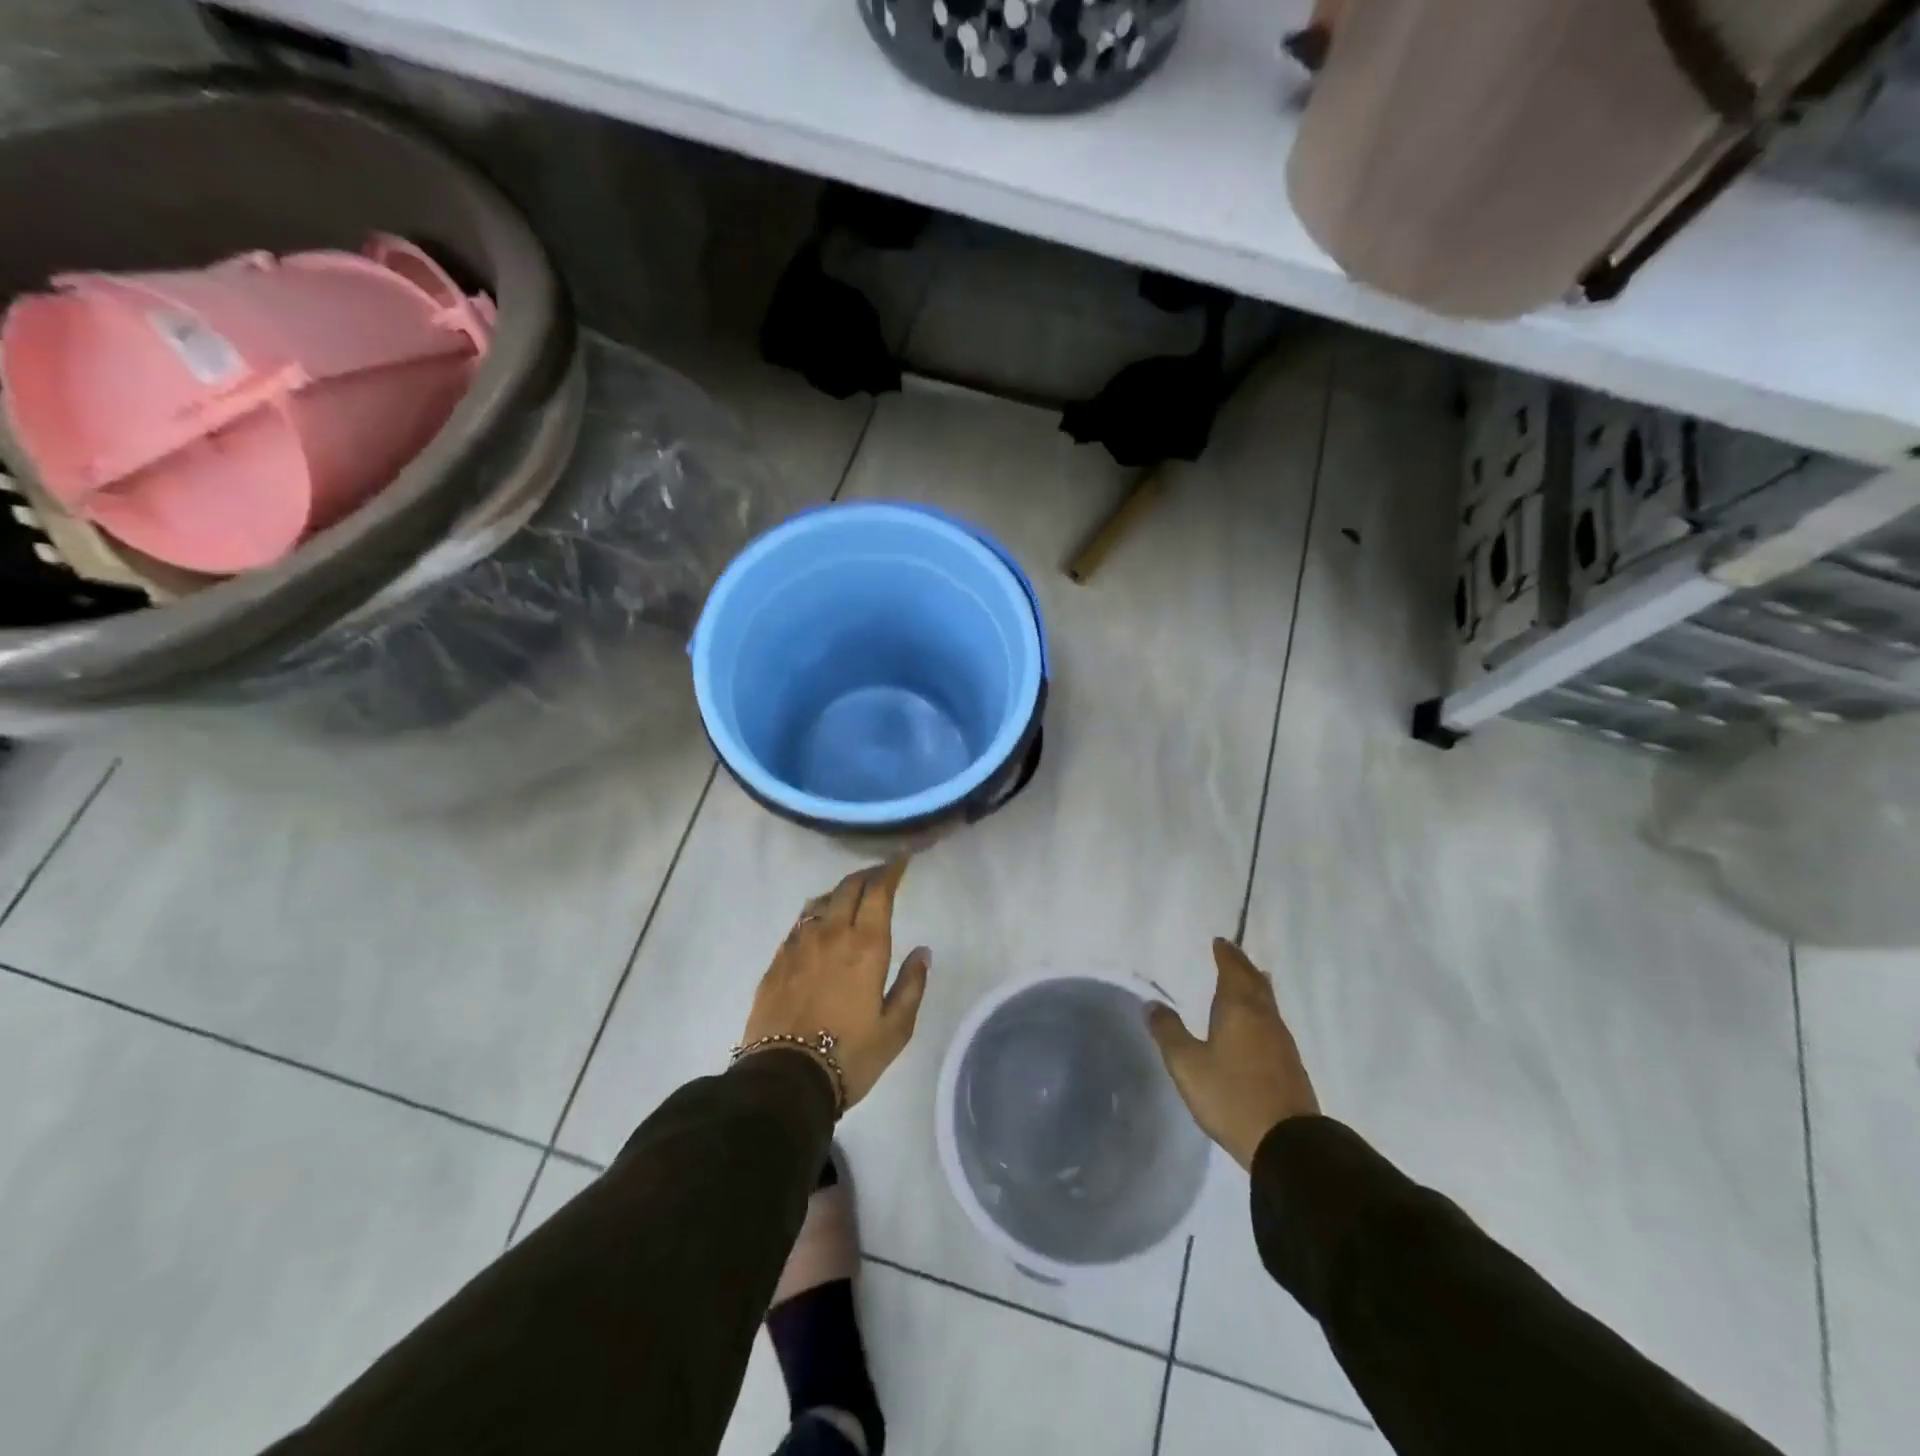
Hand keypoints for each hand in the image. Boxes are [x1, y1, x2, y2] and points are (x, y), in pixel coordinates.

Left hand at [740, 858, 931, 1112]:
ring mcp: (799, 944)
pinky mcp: (777, 960)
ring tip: (852, 894)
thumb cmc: (850, 1056)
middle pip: (849, 887)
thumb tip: (922, 951)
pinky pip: (800, 922)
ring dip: (841, 890)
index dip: (891, 870)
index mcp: (865, 946)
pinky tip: (820, 922)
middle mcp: (831, 934)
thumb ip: (912, 985)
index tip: (902, 858)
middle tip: (881, 873)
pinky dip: (817, 912)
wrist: (784, 1079)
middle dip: (868, 874)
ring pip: (822, 900)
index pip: (879, 892)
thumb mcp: (896, 1028)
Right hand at [1147, 938, 1319, 1168]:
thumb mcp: (1187, 1065)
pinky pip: (1272, 1023)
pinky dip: (1261, 1011)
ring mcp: (1281, 1041)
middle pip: (1255, 982)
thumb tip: (1152, 1004)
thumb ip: (1169, 1032)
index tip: (1219, 942)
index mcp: (1239, 1009)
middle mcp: (1264, 1018)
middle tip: (1232, 954)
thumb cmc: (1231, 1096)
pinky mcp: (1290, 1065)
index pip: (1232, 970)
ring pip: (1267, 1002)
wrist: (1287, 1143)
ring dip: (1255, 987)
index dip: (1225, 955)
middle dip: (1242, 966)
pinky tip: (1257, 1023)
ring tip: (1248, 981)